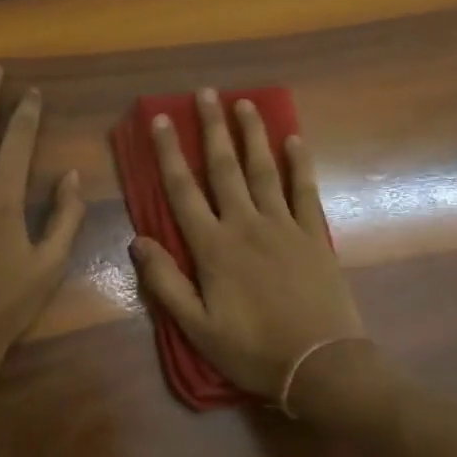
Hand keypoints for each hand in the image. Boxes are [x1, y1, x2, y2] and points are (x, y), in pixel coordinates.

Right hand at [130, 88, 366, 404]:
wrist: (320, 363)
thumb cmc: (252, 349)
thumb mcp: (197, 327)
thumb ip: (166, 283)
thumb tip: (136, 241)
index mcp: (213, 247)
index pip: (183, 190)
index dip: (169, 153)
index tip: (161, 119)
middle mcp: (246, 225)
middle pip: (224, 168)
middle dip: (212, 128)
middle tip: (206, 93)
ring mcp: (283, 226)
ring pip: (263, 170)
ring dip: (252, 135)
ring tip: (245, 103)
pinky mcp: (313, 235)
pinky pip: (304, 191)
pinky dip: (299, 163)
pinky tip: (294, 140)